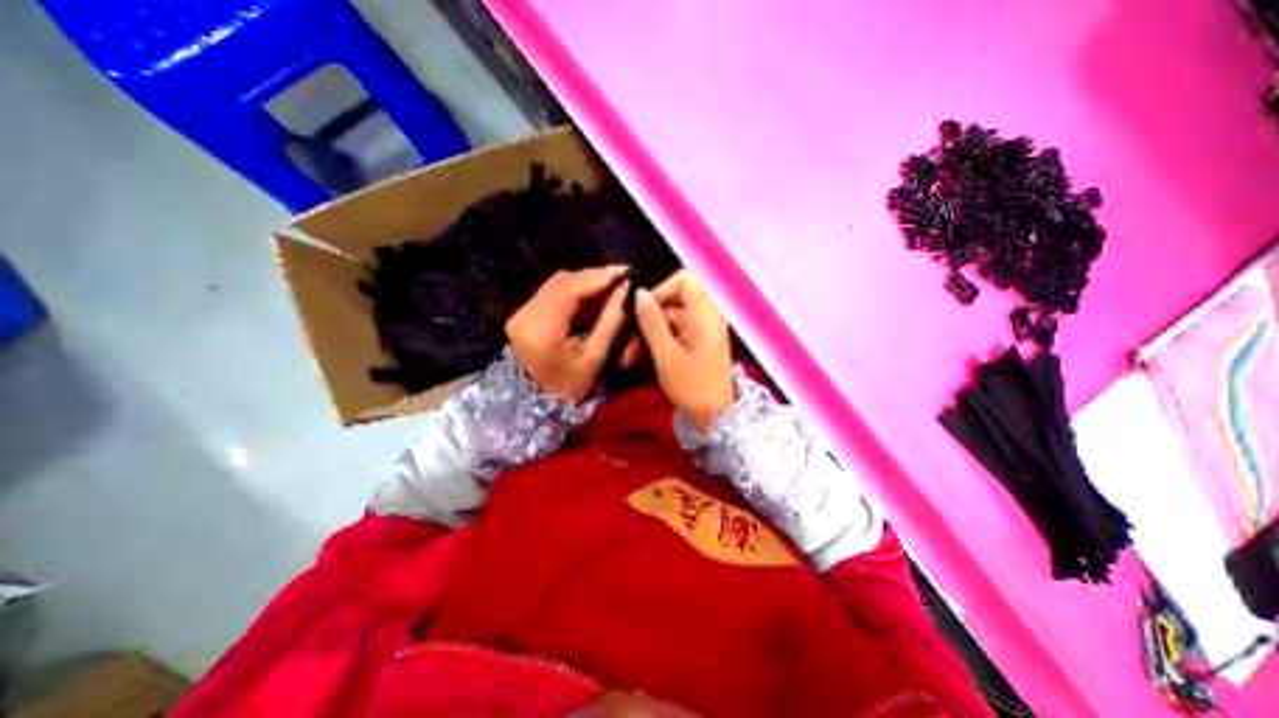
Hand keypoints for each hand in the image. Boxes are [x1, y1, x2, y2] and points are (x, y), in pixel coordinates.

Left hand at [508, 268, 629, 403]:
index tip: (624, 273)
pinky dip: (575, 291)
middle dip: (594, 277)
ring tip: (611, 284)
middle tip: (621, 277)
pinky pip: (553, 293)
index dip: (599, 278)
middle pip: (562, 282)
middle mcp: (525, 314)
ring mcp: (521, 313)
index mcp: (540, 329)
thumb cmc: (569, 388)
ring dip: (585, 282)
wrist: (536, 405)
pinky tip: (594, 294)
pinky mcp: (525, 314)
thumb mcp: (594, 356)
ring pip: (557, 284)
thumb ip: (610, 319)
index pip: (570, 290)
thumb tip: (624, 289)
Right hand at [633, 267, 734, 425]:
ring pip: (669, 319)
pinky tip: (642, 359)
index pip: (685, 279)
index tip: (645, 311)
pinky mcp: (697, 342)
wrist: (715, 416)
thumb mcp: (667, 355)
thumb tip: (640, 293)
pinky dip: (658, 342)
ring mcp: (701, 330)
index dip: (662, 289)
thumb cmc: (693, 386)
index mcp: (704, 314)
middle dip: (648, 318)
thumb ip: (652, 322)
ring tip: (629, 357)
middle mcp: (705, 316)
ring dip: (649, 334)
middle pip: (673, 300)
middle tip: (628, 342)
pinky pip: (674, 332)